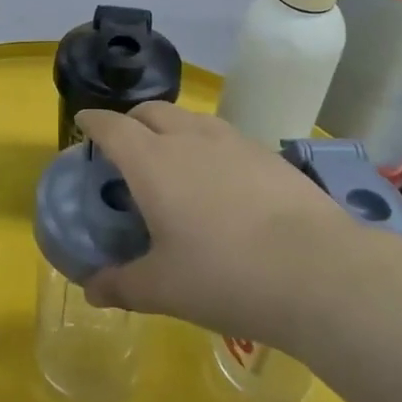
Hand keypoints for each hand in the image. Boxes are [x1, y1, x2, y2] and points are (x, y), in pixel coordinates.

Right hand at [76, 102, 361, 343]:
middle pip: (151, 111)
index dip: (93, 122)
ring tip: (173, 159)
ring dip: (171, 128)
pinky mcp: (268, 154)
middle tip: (126, 147)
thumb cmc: (225, 276)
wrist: (318, 270)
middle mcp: (189, 139)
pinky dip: (207, 145)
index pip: (112, 126)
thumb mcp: (163, 288)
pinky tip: (220, 179)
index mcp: (152, 162)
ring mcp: (233, 142)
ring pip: (190, 119)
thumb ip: (121, 284)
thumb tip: (91, 290)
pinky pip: (224, 136)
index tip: (83, 124)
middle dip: (131, 120)